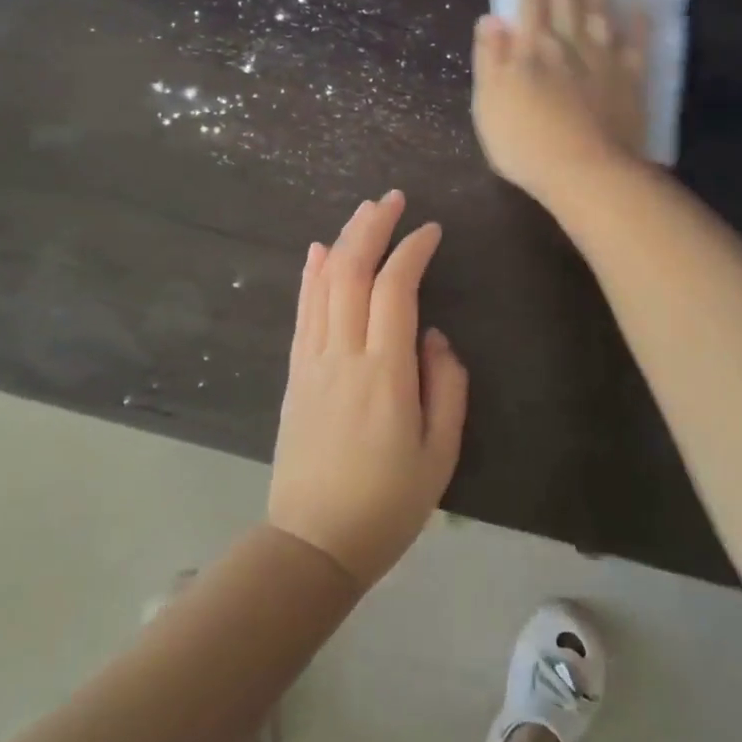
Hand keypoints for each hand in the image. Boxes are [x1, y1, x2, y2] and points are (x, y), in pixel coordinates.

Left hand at [267, 190, 468, 588]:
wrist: (314, 542)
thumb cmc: (387, 504)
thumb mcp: (440, 455)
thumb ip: (445, 387)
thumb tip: (433, 336)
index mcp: (385, 374)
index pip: (396, 290)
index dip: (412, 251)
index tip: (430, 230)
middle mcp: (343, 356)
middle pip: (353, 273)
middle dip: (373, 228)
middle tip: (392, 199)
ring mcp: (312, 362)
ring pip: (324, 285)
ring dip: (344, 241)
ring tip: (363, 211)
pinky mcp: (295, 374)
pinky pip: (302, 312)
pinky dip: (311, 276)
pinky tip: (319, 251)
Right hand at [473, 0, 647, 201]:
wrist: (584, 172)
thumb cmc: (525, 142)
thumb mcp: (489, 103)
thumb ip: (489, 58)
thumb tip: (491, 18)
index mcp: (531, 48)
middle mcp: (569, 43)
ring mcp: (604, 59)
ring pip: (600, 9)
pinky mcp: (630, 80)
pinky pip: (637, 42)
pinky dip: (640, 20)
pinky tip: (642, 0)